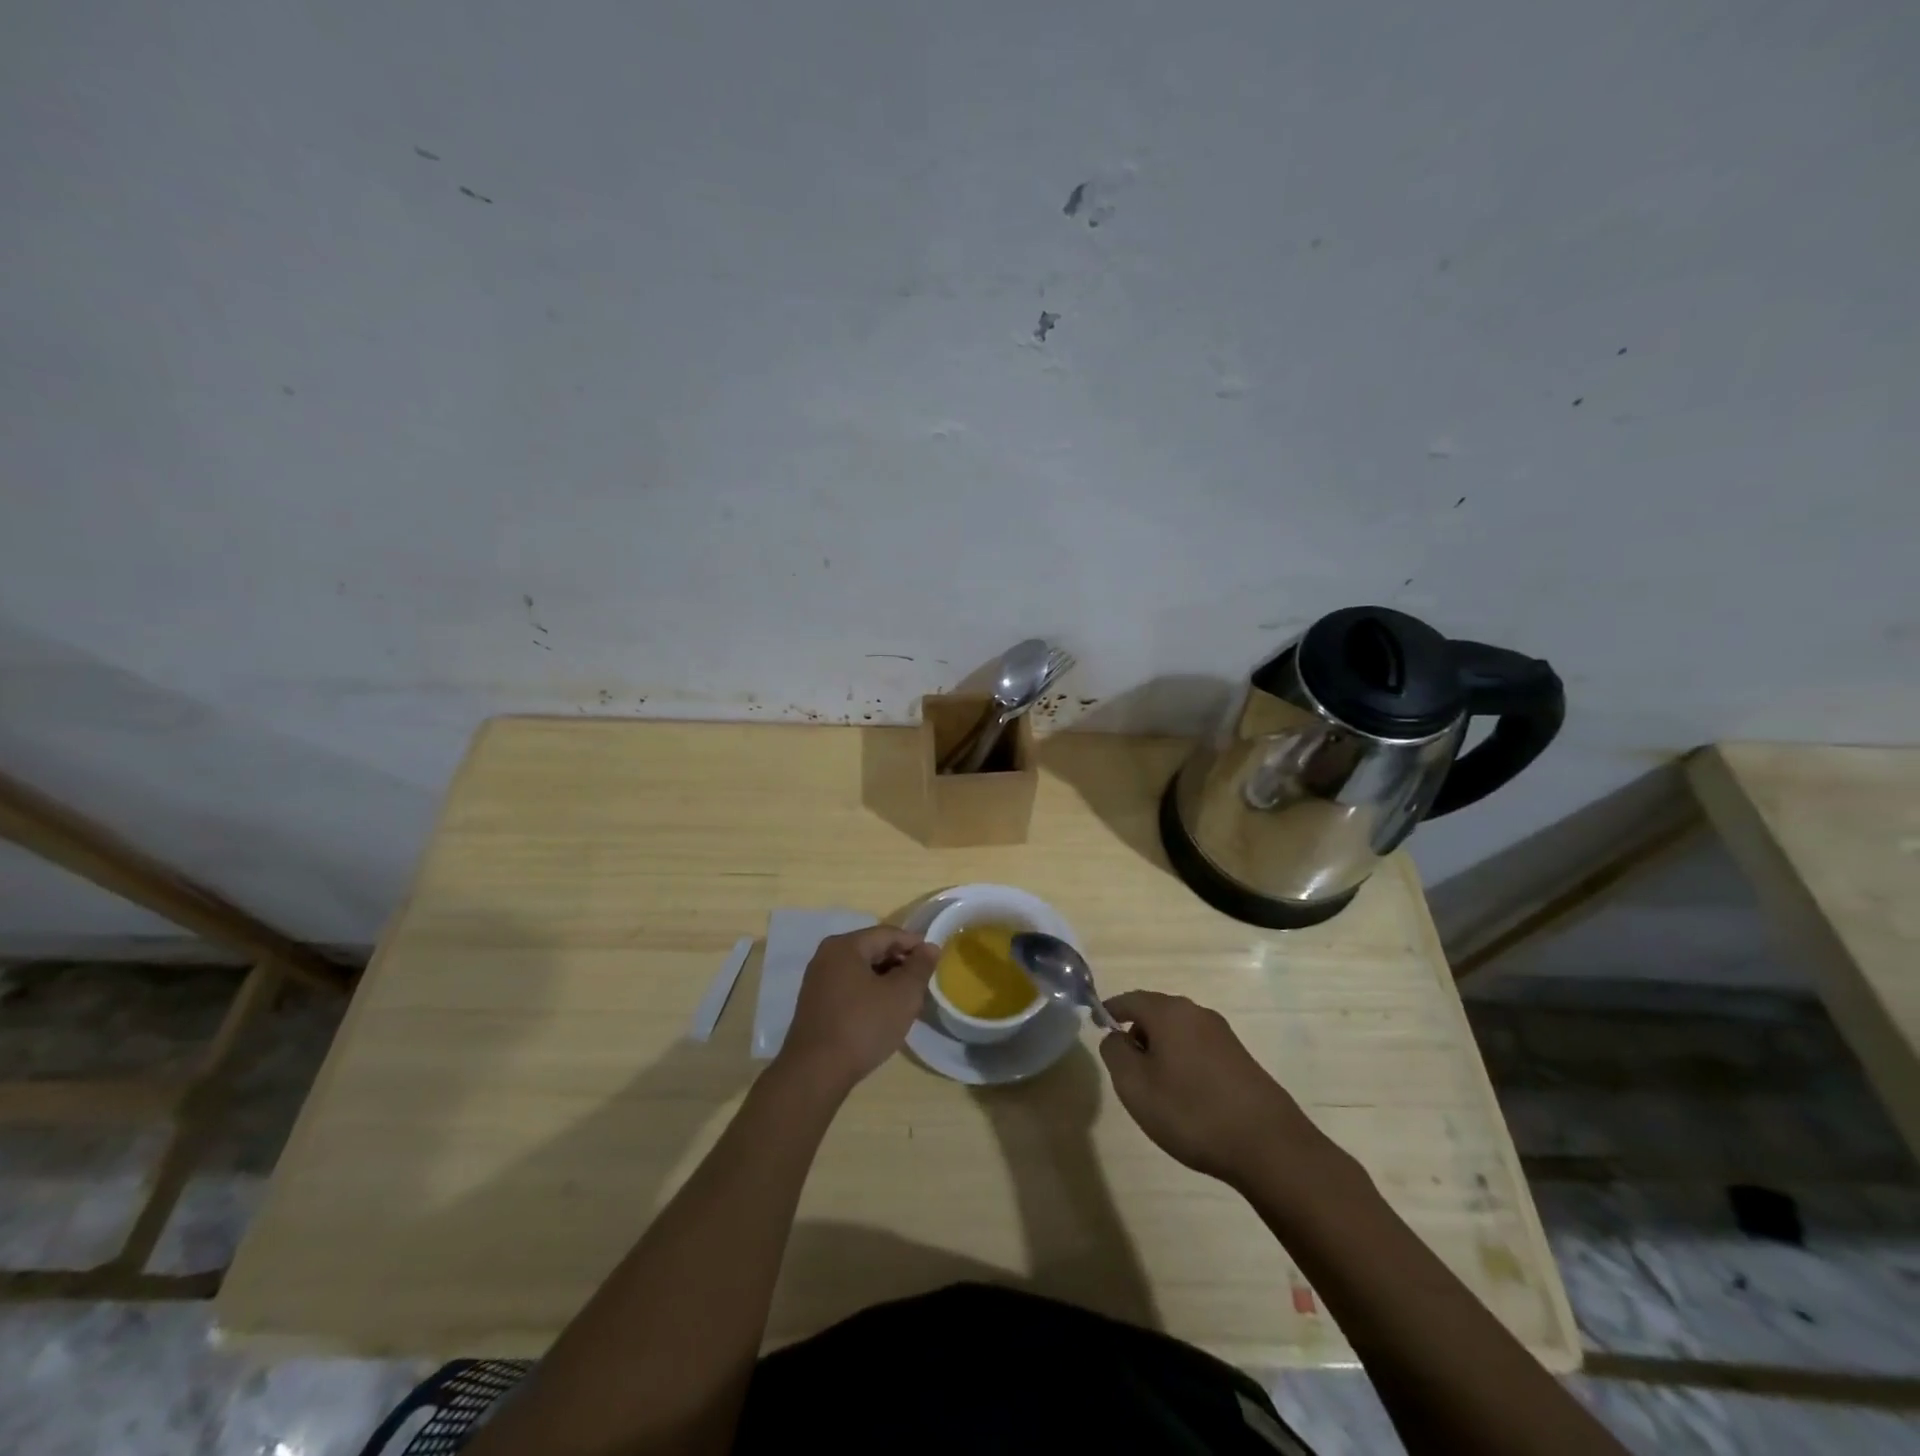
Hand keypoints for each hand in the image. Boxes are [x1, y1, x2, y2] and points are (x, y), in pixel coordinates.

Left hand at [778, 925, 936, 1093]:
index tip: (934, 961)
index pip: (888, 934)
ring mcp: (817, 980)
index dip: (914, 945)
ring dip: (886, 980)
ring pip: (861, 970)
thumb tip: (930, 947)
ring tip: (906, 1000)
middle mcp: (827, 955)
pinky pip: (849, 987)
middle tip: (922, 984)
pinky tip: (882, 1013)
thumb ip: (920, 967)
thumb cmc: (863, 1026)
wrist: (815, 1072)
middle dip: (900, 964)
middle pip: (873, 949)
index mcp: (845, 946)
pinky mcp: (814, 1003)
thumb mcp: (902, 995)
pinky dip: (869, 993)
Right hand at [1099, 991, 1320, 1186]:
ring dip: (1161, 1050)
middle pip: (1156, 1013)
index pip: (1130, 1000)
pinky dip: (1183, 1062)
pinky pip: (1198, 1048)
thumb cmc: (1191, 1111)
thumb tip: (1115, 1036)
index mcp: (1169, 1013)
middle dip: (1136, 1033)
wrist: (1268, 1145)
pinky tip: (1186, 1096)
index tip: (1096, 1025)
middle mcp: (1196, 1013)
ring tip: (1155, 1087)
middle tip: (1125, 1067)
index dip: (1110, 1010)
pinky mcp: (1240, 1058)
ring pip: (1178, 1032)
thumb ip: (1115, 1053)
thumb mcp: (1135, 1085)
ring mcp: (1222, 1035)